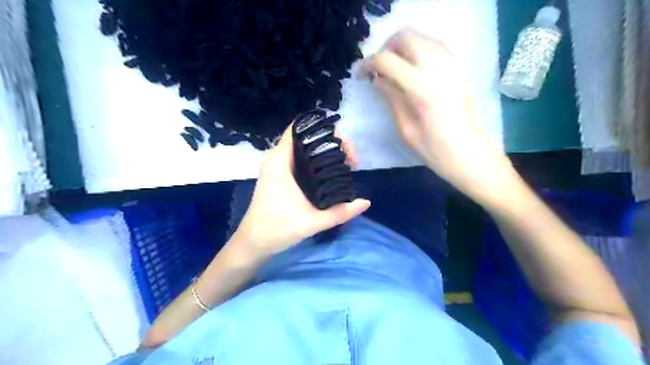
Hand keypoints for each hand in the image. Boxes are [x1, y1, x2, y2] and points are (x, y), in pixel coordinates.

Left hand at [234, 126, 370, 258]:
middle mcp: (277, 158)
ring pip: (304, 147)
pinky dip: (317, 159)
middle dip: (332, 142)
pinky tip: (330, 171)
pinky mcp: (279, 174)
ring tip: (345, 164)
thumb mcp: (312, 222)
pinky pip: (300, 157)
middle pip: (306, 136)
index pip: (301, 128)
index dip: (325, 130)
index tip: (344, 147)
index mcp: (280, 161)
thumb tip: (366, 202)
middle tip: (350, 160)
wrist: (253, 242)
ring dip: (325, 151)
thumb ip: (340, 212)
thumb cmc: (277, 230)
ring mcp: (276, 165)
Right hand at [361, 29, 518, 207]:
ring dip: (401, 47)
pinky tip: (411, 70)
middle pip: (405, 36)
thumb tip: (377, 79)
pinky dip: (417, 50)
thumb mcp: (405, 129)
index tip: (359, 75)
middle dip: (385, 48)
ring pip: (420, 37)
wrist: (471, 156)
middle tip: (377, 69)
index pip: (387, 60)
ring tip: (392, 70)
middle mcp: (437, 69)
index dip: (368, 63)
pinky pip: (433, 45)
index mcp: (421, 89)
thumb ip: (391, 98)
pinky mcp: (457, 69)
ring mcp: (451, 66)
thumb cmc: (435, 151)